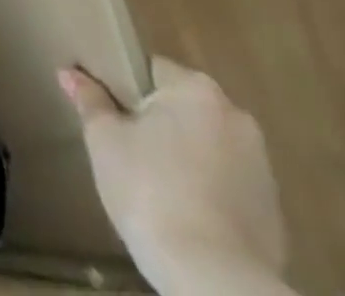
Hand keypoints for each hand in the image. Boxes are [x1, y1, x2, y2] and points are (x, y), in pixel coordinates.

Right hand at [60, 57, 286, 294]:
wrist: (213, 280)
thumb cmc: (150, 191)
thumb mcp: (104, 140)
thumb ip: (89, 101)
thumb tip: (69, 73)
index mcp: (196, 89)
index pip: (153, 70)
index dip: (128, 89)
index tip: (113, 114)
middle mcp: (236, 117)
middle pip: (184, 108)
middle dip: (160, 125)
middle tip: (130, 151)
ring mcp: (262, 167)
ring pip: (208, 148)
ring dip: (187, 159)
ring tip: (158, 189)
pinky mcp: (275, 214)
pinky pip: (230, 187)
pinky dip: (209, 194)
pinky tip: (186, 217)